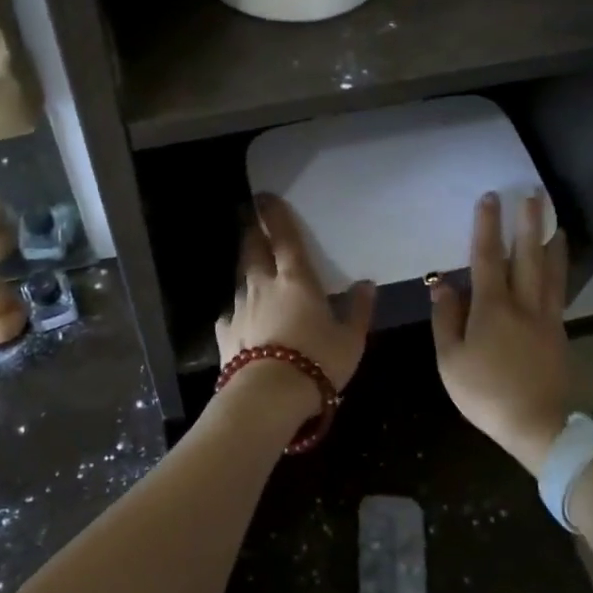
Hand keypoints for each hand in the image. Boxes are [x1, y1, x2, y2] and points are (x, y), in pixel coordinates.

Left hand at [216, 194, 374, 395]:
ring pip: (241, 278)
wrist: (269, 395)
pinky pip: (230, 314)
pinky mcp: (225, 332)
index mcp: (296, 279)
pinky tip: (241, 320)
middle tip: (253, 223)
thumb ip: (359, 310)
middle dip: (253, 232)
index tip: (264, 197)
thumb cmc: (317, 361)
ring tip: (252, 271)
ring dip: (247, 270)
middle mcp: (262, 284)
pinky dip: (237, 312)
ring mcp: (239, 307)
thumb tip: (367, 284)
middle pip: (253, 248)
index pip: (283, 236)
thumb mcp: (350, 339)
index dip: (274, 214)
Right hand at [430, 192, 570, 474]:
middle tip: (534, 194)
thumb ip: (446, 318)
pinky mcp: (559, 334)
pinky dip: (560, 272)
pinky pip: (559, 292)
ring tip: (556, 222)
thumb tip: (443, 284)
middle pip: (528, 256)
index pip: (488, 258)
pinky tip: (559, 267)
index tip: (490, 198)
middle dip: (529, 223)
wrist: (540, 427)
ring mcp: (547, 318)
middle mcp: (524, 305)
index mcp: (493, 308)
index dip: (487, 226)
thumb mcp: (451, 360)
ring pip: (551, 272)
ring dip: (552, 244)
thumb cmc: (486, 393)